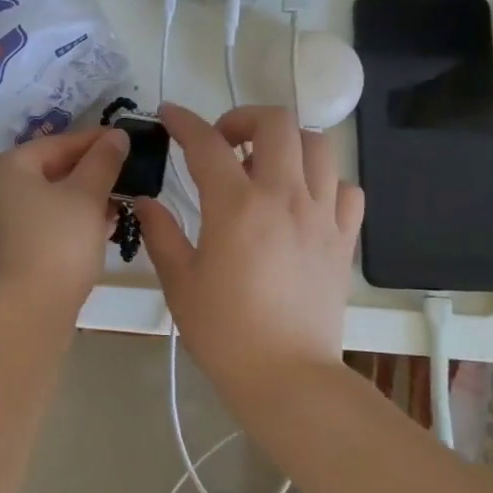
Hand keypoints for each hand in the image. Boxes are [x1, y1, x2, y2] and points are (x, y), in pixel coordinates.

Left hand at [0, 126, 128, 312]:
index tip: (124, 141)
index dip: (94, 142)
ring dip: (77, 204)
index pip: (55, 145)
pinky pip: (32, 230)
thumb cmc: (56, 243)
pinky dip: (60, 227)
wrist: (24, 314)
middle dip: (86, 176)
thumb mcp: (87, 196)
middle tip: (122, 178)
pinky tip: (90, 236)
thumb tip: (116, 136)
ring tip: (114, 210)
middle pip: (44, 174)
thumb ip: (102, 161)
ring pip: (39, 205)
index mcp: (1, 168)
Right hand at [135, 104, 362, 399]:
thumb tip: (146, 201)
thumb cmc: (225, 332)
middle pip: (277, 122)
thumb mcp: (180, 282)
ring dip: (287, 144)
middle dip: (244, 118)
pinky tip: (303, 202)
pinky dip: (324, 182)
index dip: (183, 121)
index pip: (206, 143)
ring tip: (265, 167)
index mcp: (236, 206)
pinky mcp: (344, 238)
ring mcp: (321, 215)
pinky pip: (345, 188)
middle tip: (224, 144)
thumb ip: (161, 233)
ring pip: (318, 145)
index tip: (169, 115)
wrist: (287, 377)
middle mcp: (284, 197)